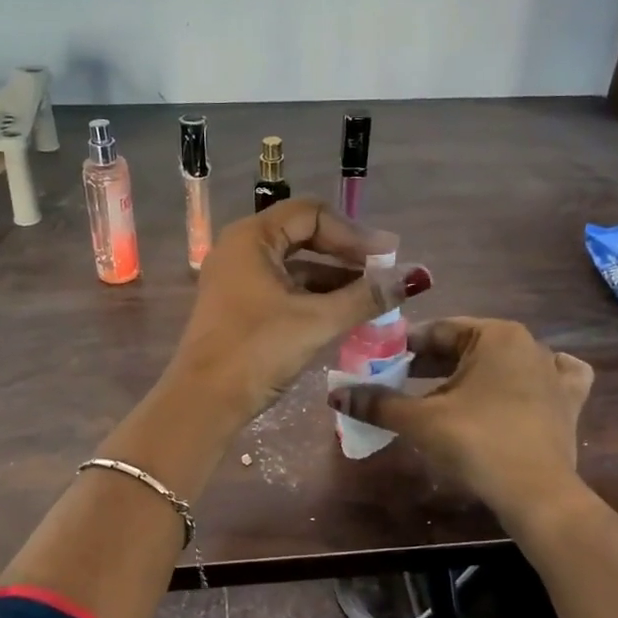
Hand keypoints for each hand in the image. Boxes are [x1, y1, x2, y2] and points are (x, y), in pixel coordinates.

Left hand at [169, 199, 432, 424]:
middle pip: (303, 236)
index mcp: (252, 238)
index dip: (353, 233)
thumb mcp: (316, 321)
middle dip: (346, 254)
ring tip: (372, 297)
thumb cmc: (257, 351)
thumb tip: (414, 278)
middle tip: (383, 272)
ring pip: (294, 266)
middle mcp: (241, 250)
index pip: (312, 214)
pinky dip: (314, 297)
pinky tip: (343, 314)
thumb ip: (365, 297)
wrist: (204, 402)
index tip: (387, 257)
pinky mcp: (239, 307)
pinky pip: (284, 289)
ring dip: (333, 278)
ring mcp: (236, 279)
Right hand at [328, 317, 592, 522]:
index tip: (377, 364)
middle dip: (430, 365)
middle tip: (397, 384)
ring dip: (469, 375)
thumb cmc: (477, 443)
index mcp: (496, 335)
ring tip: (440, 395)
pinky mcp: (568, 403)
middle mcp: (530, 344)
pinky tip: (515, 390)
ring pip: (501, 363)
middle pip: (467, 347)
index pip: (437, 331)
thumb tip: (336, 394)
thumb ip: (378, 402)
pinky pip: (546, 380)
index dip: (402, 348)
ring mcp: (554, 374)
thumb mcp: (420, 420)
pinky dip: (526, 381)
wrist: (537, 495)